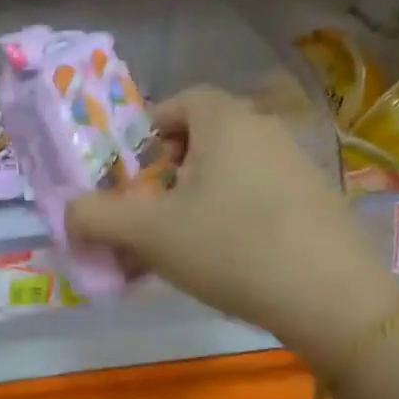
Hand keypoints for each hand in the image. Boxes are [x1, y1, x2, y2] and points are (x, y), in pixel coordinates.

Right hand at [65, 87, 398, 368]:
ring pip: (229, 168)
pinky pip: (256, 193)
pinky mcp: (316, 200)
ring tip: (177, 242)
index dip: (147, 130)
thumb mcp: (148, 233)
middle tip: (147, 210)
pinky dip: (229, 213)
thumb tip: (68, 211)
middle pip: (203, 136)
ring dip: (195, 196)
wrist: (330, 298)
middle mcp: (266, 130)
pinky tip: (221, 257)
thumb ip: (96, 216)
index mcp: (226, 122)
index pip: (180, 101)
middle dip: (166, 170)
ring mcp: (298, 164)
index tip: (130, 172)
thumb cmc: (230, 248)